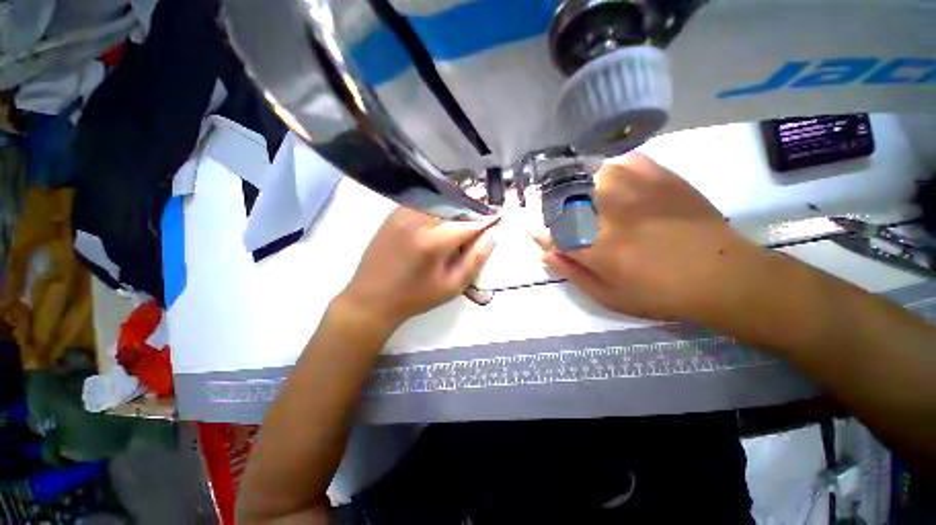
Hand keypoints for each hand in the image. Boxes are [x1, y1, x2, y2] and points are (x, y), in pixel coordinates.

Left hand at [337, 207, 498, 330]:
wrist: (371, 299)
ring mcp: (402, 213)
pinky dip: (438, 209)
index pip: (470, 222)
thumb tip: (493, 234)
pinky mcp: (393, 214)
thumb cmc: (415, 297)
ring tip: (462, 223)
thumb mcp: (452, 286)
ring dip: (456, 208)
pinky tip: (440, 223)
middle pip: (455, 206)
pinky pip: (423, 203)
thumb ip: (476, 258)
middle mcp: (418, 220)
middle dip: (473, 211)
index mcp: (434, 241)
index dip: (488, 219)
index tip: (501, 216)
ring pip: (440, 201)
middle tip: (481, 222)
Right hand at [536, 153, 760, 321]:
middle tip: (564, 221)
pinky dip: (613, 171)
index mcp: (595, 247)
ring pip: (590, 175)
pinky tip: (616, 184)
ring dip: (581, 189)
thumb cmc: (660, 294)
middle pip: (565, 199)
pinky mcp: (660, 177)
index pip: (550, 231)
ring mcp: (635, 190)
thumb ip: (572, 273)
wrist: (722, 276)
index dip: (540, 232)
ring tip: (589, 201)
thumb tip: (546, 252)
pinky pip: (624, 162)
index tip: (537, 233)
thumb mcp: (609, 297)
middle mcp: (609, 213)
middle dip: (555, 210)